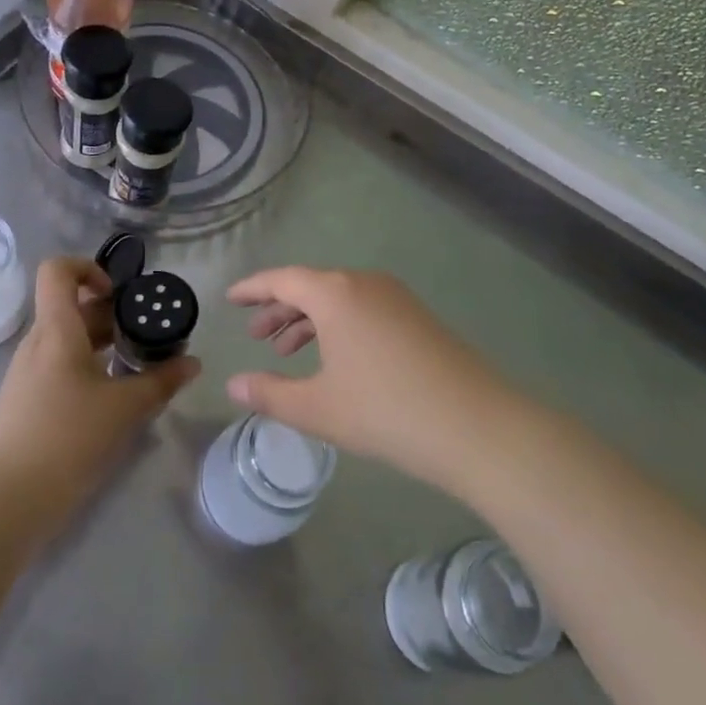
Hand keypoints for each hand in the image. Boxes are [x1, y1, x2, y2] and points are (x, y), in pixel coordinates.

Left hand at [0, 257, 197, 521]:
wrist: (7, 499)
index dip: (89, 268)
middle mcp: (38, 342)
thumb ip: (161, 381)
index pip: (58, 270)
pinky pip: (60, 364)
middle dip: (111, 314)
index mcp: (56, 330)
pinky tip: (112, 395)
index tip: (118, 294)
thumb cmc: (67, 438)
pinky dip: (88, 366)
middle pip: (71, 306)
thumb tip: (193, 363)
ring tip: (136, 364)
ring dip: (102, 342)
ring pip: (68, 338)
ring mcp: (28, 372)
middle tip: (146, 334)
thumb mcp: (124, 408)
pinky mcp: (27, 399)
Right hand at [225, 267, 515, 491]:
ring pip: (338, 299)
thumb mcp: (318, 408)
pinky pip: (362, 308)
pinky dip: (337, 325)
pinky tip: (334, 358)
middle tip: (256, 335)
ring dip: (308, 320)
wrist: (475, 425)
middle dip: (279, 308)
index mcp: (335, 294)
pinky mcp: (416, 316)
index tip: (230, 298)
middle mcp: (364, 283)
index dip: (253, 289)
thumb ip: (270, 394)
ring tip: (287, 351)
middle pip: (311, 286)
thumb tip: (233, 384)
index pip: (282, 279)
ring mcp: (395, 297)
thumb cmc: (385, 411)